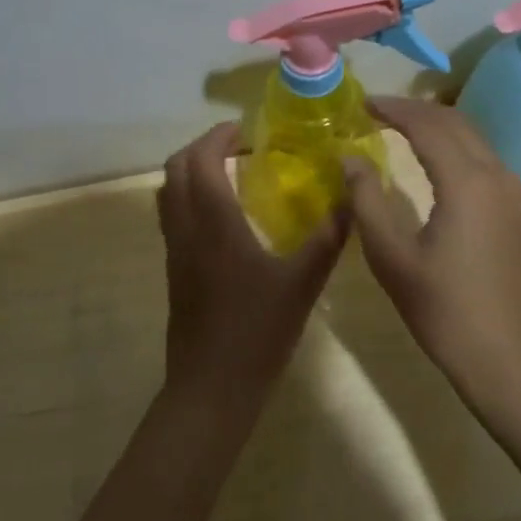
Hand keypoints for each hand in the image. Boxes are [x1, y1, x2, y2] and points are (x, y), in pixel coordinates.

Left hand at [157, 122, 349, 415]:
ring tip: (232, 172)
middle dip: (203, 147)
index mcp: (213, 223)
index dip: (219, 136)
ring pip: (168, 192)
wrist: (211, 388)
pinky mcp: (175, 269)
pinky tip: (227, 215)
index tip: (249, 131)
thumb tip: (351, 199)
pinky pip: (173, 215)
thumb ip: (327, 239)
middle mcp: (186, 228)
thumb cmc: (256, 332)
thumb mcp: (302, 283)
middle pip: (175, 168)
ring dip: (193, 170)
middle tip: (240, 147)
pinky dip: (191, 196)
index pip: (201, 160)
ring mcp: (175, 250)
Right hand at [343, 98, 520, 403]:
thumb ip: (367, 200)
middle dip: (414, 110)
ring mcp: (511, 191)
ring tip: (399, 127)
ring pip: (472, 136)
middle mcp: (495, 174)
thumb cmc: (445, 310)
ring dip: (436, 124)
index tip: (362, 103)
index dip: (393, 109)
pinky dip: (454, 144)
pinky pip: (483, 157)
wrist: (511, 357)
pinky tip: (432, 159)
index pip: (426, 124)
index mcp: (466, 181)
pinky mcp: (516, 209)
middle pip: (454, 121)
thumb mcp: (392, 257)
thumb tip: (350, 158)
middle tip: (376, 110)